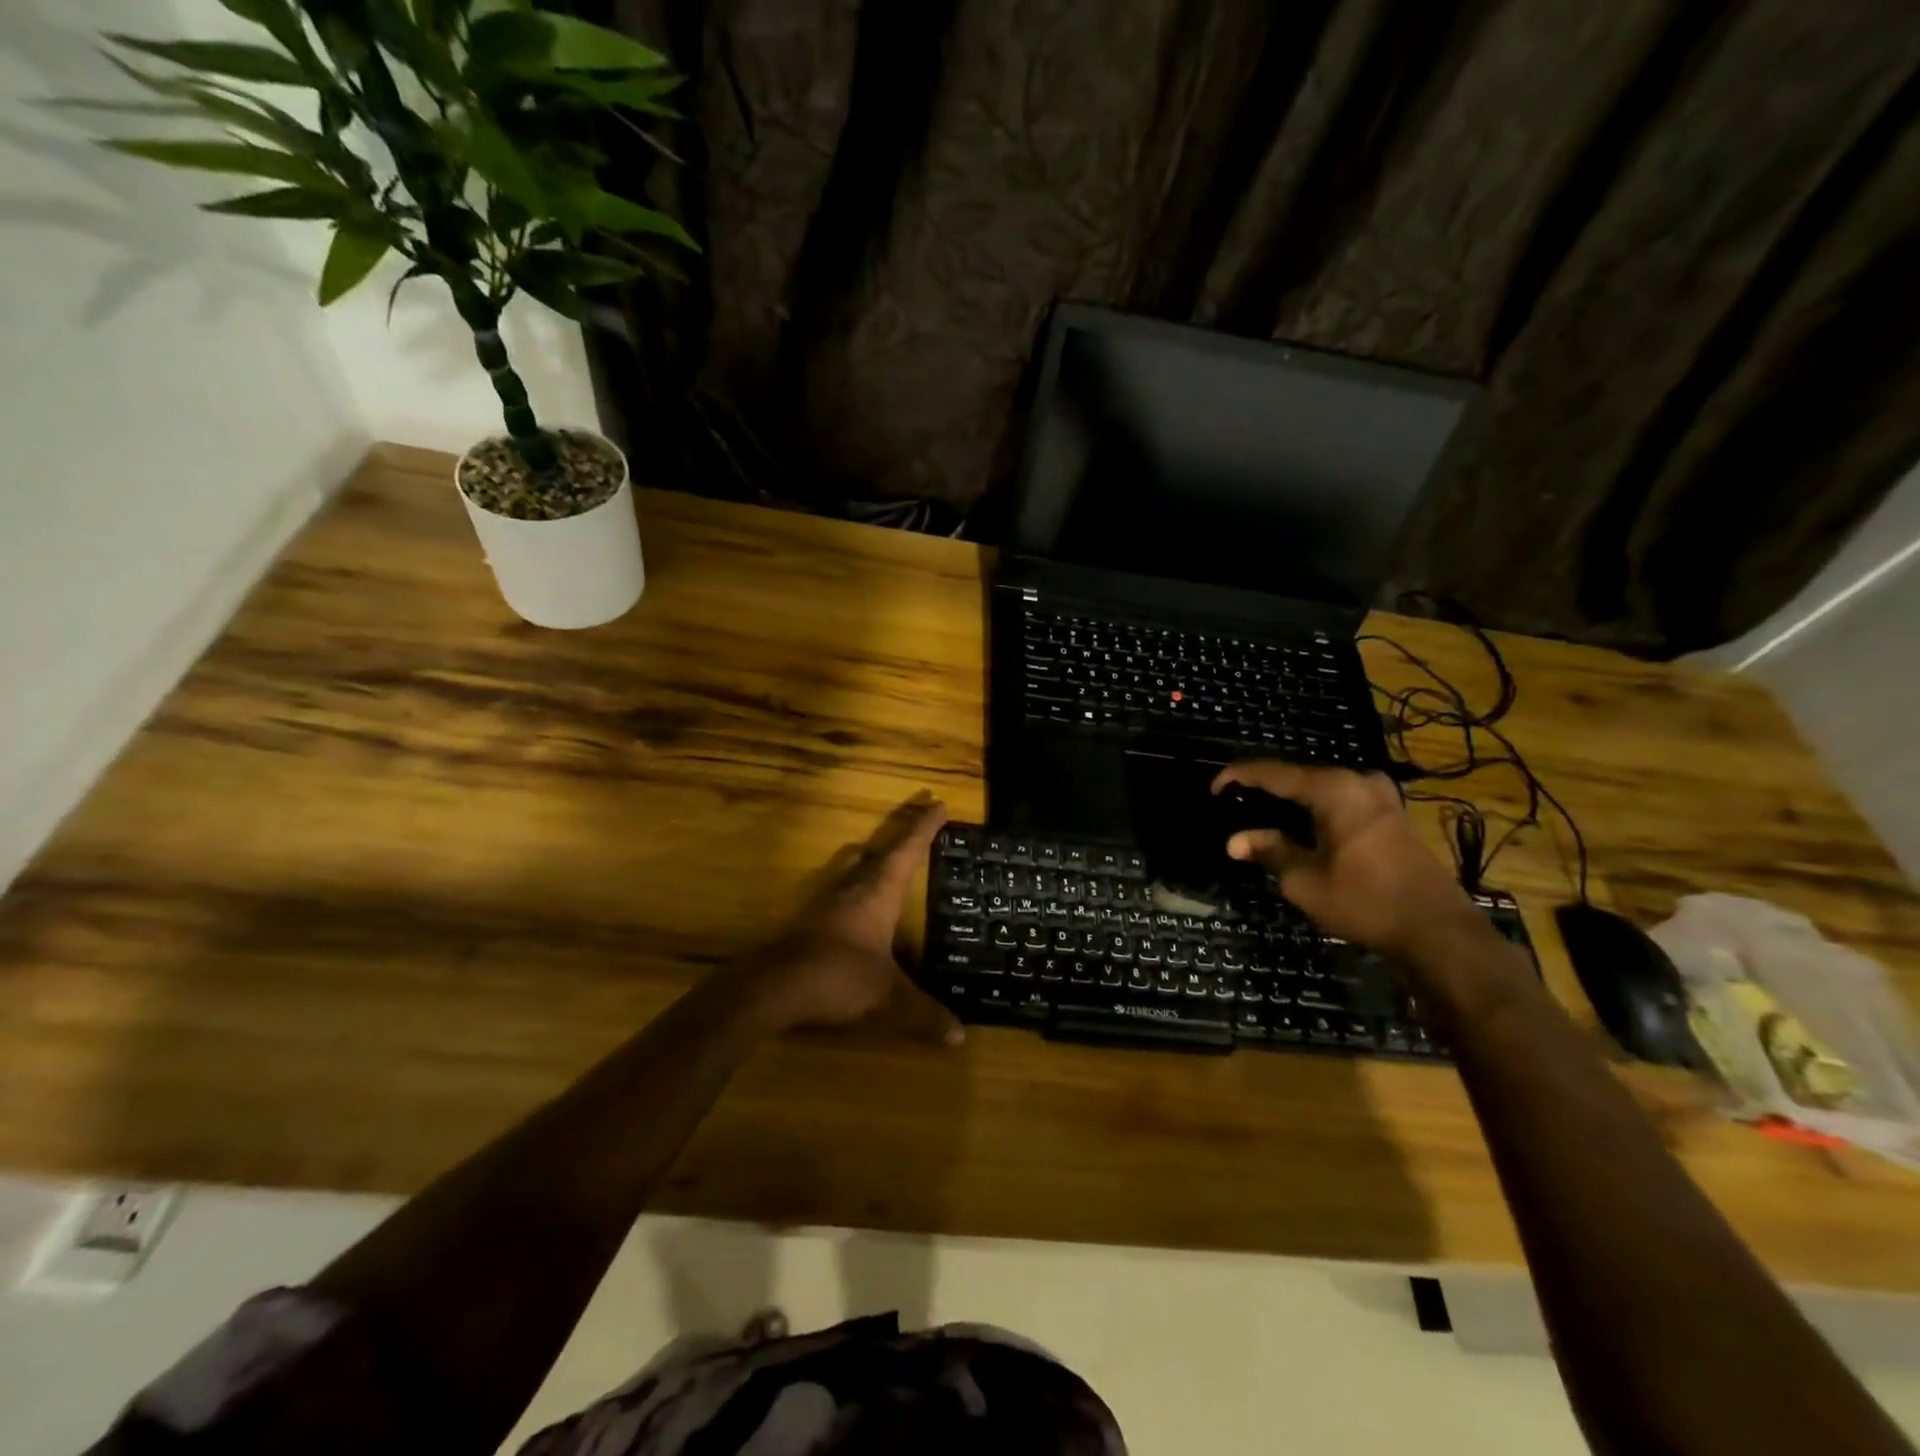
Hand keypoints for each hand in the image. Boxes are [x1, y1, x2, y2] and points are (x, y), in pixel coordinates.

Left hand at [736, 791, 963, 1043]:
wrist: (773, 986)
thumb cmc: (839, 977)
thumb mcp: (888, 997)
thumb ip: (924, 1013)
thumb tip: (960, 1037)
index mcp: (878, 892)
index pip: (907, 850)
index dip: (924, 827)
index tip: (938, 803)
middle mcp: (853, 887)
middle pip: (880, 849)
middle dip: (902, 832)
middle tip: (918, 816)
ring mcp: (826, 900)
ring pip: (853, 865)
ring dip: (871, 855)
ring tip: (881, 855)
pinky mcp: (808, 918)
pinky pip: (838, 888)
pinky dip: (853, 883)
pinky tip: (852, 901)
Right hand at [1212, 761, 1481, 962]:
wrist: (1437, 930)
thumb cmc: (1364, 901)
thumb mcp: (1304, 880)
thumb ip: (1269, 851)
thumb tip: (1234, 841)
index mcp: (1333, 789)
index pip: (1272, 772)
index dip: (1238, 777)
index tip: (1212, 788)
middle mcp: (1357, 781)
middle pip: (1298, 776)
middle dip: (1264, 787)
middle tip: (1233, 800)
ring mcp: (1380, 795)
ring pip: (1320, 787)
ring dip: (1290, 798)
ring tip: (1259, 810)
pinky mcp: (1392, 813)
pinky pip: (1340, 799)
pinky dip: (1314, 807)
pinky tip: (1299, 823)